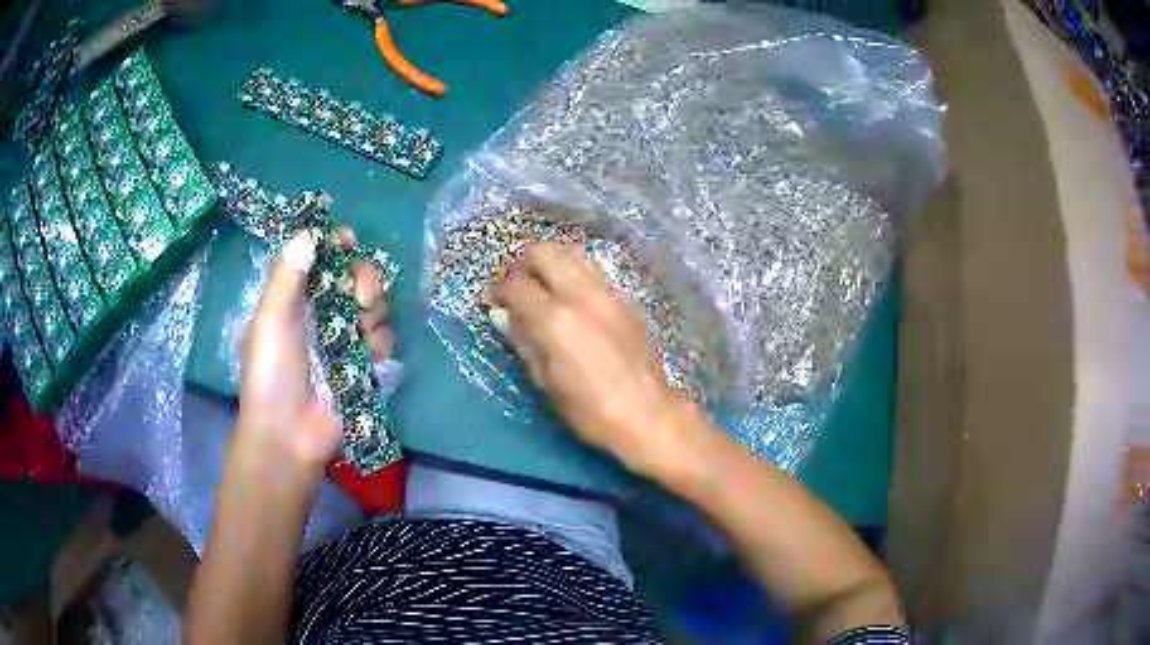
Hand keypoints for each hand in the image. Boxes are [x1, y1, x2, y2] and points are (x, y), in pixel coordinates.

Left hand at [236, 229, 392, 484]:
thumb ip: (287, 277)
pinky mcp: (366, 365)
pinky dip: (380, 345)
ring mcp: (346, 339)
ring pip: (375, 306)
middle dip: (363, 280)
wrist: (290, 436)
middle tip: (358, 297)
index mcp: (294, 299)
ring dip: (372, 314)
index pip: (320, 258)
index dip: (335, 245)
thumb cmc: (271, 376)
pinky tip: (369, 358)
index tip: (348, 242)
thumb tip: (309, 232)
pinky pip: (385, 339)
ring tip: (360, 334)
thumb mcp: (270, 322)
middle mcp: (322, 313)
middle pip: (356, 276)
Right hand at [492, 242, 700, 477]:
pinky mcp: (625, 300)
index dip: (499, 291)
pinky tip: (572, 300)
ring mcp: (608, 293)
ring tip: (544, 289)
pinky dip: (574, 274)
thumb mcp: (546, 382)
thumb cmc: (590, 410)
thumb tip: (504, 315)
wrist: (648, 415)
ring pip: (572, 253)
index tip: (496, 302)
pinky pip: (593, 271)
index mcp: (556, 319)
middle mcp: (581, 295)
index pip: (516, 284)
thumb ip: (523, 341)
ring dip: (551, 263)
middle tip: (519, 288)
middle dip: (524, 264)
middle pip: (544, 251)